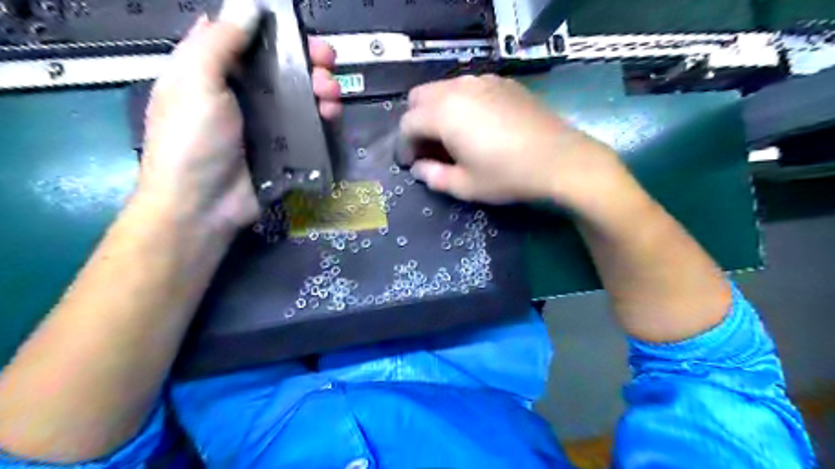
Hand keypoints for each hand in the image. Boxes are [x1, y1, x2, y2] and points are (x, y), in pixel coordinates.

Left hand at [140, 8, 340, 234]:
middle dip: (307, 60)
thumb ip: (221, 42)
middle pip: (280, 67)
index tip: (298, 29)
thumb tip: (247, 5)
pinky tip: (330, 114)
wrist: (204, 204)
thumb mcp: (196, 82)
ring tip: (331, 92)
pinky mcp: (285, 147)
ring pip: (299, 95)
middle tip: (328, 61)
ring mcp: (265, 122)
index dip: (272, 30)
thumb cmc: (192, 139)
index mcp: (212, 71)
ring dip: (320, 88)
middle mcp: (241, 93)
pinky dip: (322, 116)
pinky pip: (308, 125)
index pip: (245, 39)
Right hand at [399, 74, 625, 205]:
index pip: (407, 123)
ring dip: (438, 111)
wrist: (560, 160)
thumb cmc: (508, 175)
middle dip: (417, 122)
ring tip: (452, 137)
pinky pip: (469, 87)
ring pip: (444, 89)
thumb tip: (418, 168)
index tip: (411, 164)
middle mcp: (458, 88)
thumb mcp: (465, 186)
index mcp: (443, 113)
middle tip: (429, 148)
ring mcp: (483, 81)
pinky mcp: (503, 82)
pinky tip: (477, 125)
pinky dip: (461, 103)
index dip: (404, 146)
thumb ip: (434, 176)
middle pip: (420, 97)